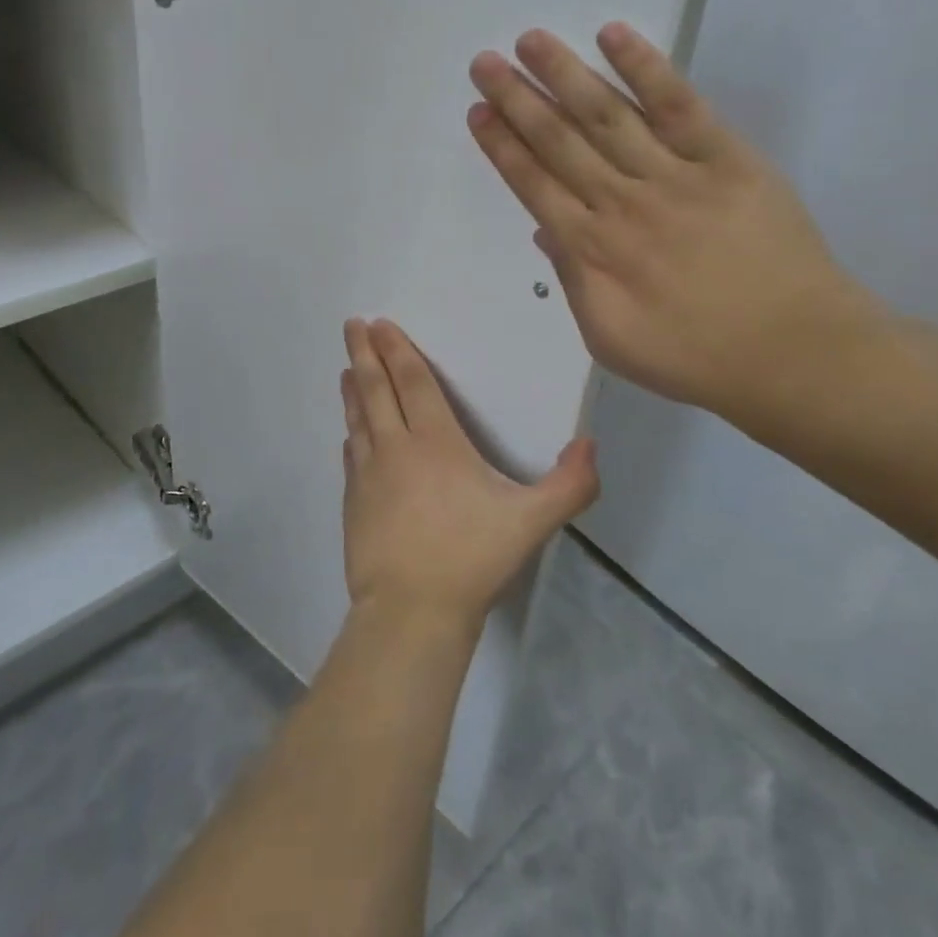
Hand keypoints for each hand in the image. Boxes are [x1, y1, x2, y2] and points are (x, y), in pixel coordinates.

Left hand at [340, 319, 597, 633]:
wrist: (411, 611)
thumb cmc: (471, 559)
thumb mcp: (531, 522)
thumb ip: (568, 485)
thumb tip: (591, 444)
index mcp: (436, 443)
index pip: (414, 384)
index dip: (397, 351)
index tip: (379, 325)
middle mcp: (396, 448)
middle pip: (377, 390)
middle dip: (364, 354)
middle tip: (352, 326)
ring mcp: (369, 476)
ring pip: (359, 420)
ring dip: (354, 390)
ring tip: (347, 369)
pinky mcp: (353, 503)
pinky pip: (352, 456)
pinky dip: (352, 435)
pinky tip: (350, 434)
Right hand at [466, 23, 885, 431]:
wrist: (792, 352)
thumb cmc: (694, 357)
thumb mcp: (609, 340)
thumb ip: (573, 281)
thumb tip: (544, 231)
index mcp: (592, 249)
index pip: (534, 185)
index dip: (502, 146)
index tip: (478, 112)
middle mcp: (622, 201)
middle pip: (560, 141)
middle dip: (517, 99)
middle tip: (485, 61)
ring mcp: (675, 174)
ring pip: (608, 115)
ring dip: (566, 74)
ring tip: (531, 41)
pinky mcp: (726, 158)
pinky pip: (679, 105)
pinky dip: (645, 68)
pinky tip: (614, 36)